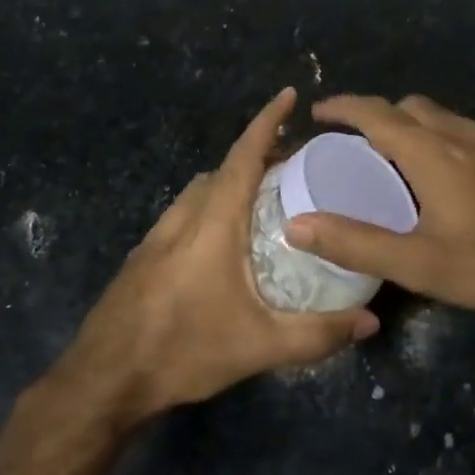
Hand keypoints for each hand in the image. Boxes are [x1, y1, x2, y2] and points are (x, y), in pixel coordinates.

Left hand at [60, 89, 377, 422]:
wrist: (104, 380)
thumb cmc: (183, 350)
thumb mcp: (259, 346)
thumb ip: (318, 333)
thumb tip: (370, 322)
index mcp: (212, 223)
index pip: (244, 156)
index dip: (267, 121)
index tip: (289, 95)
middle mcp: (183, 217)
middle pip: (223, 169)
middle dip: (258, 155)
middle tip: (294, 163)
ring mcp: (157, 235)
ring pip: (200, 190)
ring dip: (231, 181)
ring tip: (264, 200)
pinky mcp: (144, 256)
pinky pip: (185, 213)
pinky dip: (211, 206)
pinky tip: (224, 243)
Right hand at [284, 94, 474, 319]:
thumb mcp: (419, 263)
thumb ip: (356, 243)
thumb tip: (297, 225)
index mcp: (431, 152)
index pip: (375, 113)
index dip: (343, 106)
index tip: (318, 111)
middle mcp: (461, 135)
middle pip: (409, 106)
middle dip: (377, 113)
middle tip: (355, 141)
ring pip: (442, 116)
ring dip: (412, 123)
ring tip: (397, 157)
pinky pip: (467, 132)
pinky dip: (442, 137)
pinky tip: (449, 175)